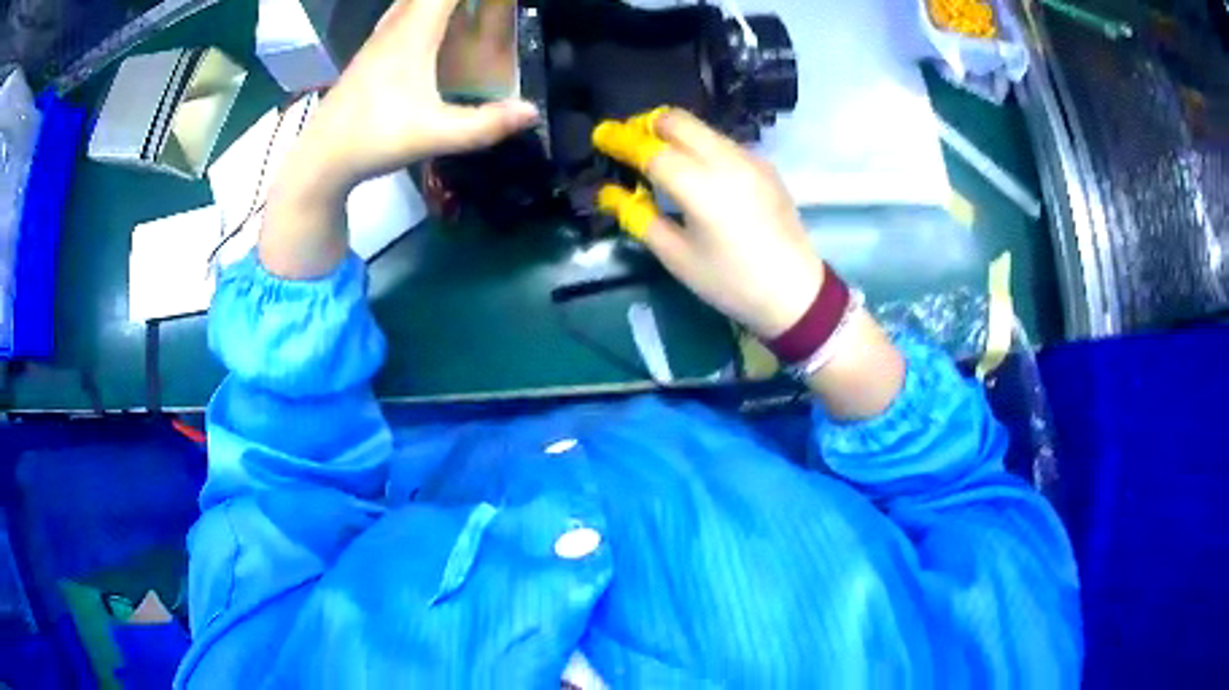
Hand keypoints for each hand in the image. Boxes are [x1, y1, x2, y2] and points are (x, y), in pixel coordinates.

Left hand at [262, 0, 536, 278]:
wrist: (320, 159)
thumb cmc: (373, 140)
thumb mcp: (433, 135)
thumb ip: (485, 125)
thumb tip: (533, 112)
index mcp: (412, 35)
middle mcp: (395, 27)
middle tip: (490, 7)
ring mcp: (379, 39)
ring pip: (409, 0)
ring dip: (439, 1)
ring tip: (467, 10)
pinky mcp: (371, 53)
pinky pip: (402, 12)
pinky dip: (421, 8)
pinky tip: (434, 22)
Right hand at [593, 109, 824, 339]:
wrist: (796, 292)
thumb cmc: (731, 283)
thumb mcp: (677, 257)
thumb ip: (639, 217)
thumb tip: (608, 193)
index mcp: (700, 187)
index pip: (651, 149)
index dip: (621, 140)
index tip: (600, 135)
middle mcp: (726, 161)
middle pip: (677, 120)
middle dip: (647, 124)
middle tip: (629, 142)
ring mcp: (750, 159)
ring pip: (702, 128)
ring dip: (674, 133)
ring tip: (659, 157)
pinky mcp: (765, 165)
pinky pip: (723, 142)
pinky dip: (700, 146)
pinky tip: (698, 173)